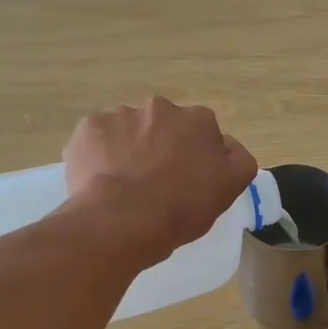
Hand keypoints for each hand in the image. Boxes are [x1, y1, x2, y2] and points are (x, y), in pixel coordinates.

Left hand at [62, 97, 256, 265]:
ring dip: (130, 149)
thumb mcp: (229, 188)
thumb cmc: (182, 208)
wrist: (122, 221)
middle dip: (161, 146)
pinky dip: (100, 155)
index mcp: (198, 120)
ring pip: (129, 131)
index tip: (189, 180)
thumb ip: (238, 159)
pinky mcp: (89, 128)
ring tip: (125, 186)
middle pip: (164, 127)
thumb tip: (227, 145)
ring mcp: (121, 115)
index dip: (196, 157)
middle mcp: (160, 108)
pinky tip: (102, 181)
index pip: (203, 133)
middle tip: (156, 183)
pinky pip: (98, 139)